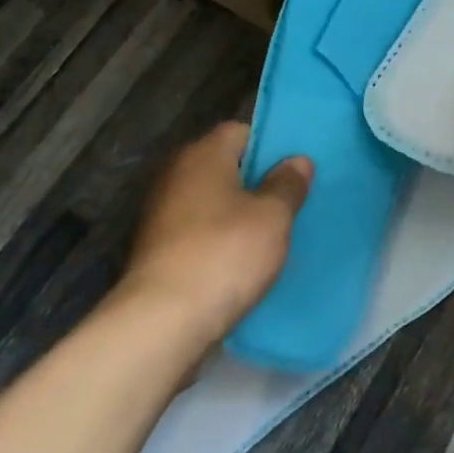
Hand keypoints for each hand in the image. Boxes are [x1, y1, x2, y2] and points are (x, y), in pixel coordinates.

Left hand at [118, 121, 311, 351]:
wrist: (162, 321)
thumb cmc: (224, 254)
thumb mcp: (272, 217)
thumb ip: (288, 184)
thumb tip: (298, 160)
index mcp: (203, 154)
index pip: (240, 131)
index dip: (270, 146)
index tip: (294, 171)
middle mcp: (175, 174)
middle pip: (224, 166)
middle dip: (255, 182)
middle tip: (290, 202)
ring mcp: (160, 213)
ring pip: (210, 202)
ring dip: (236, 214)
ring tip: (271, 235)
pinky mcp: (155, 249)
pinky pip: (197, 232)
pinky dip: (217, 241)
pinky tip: (240, 262)